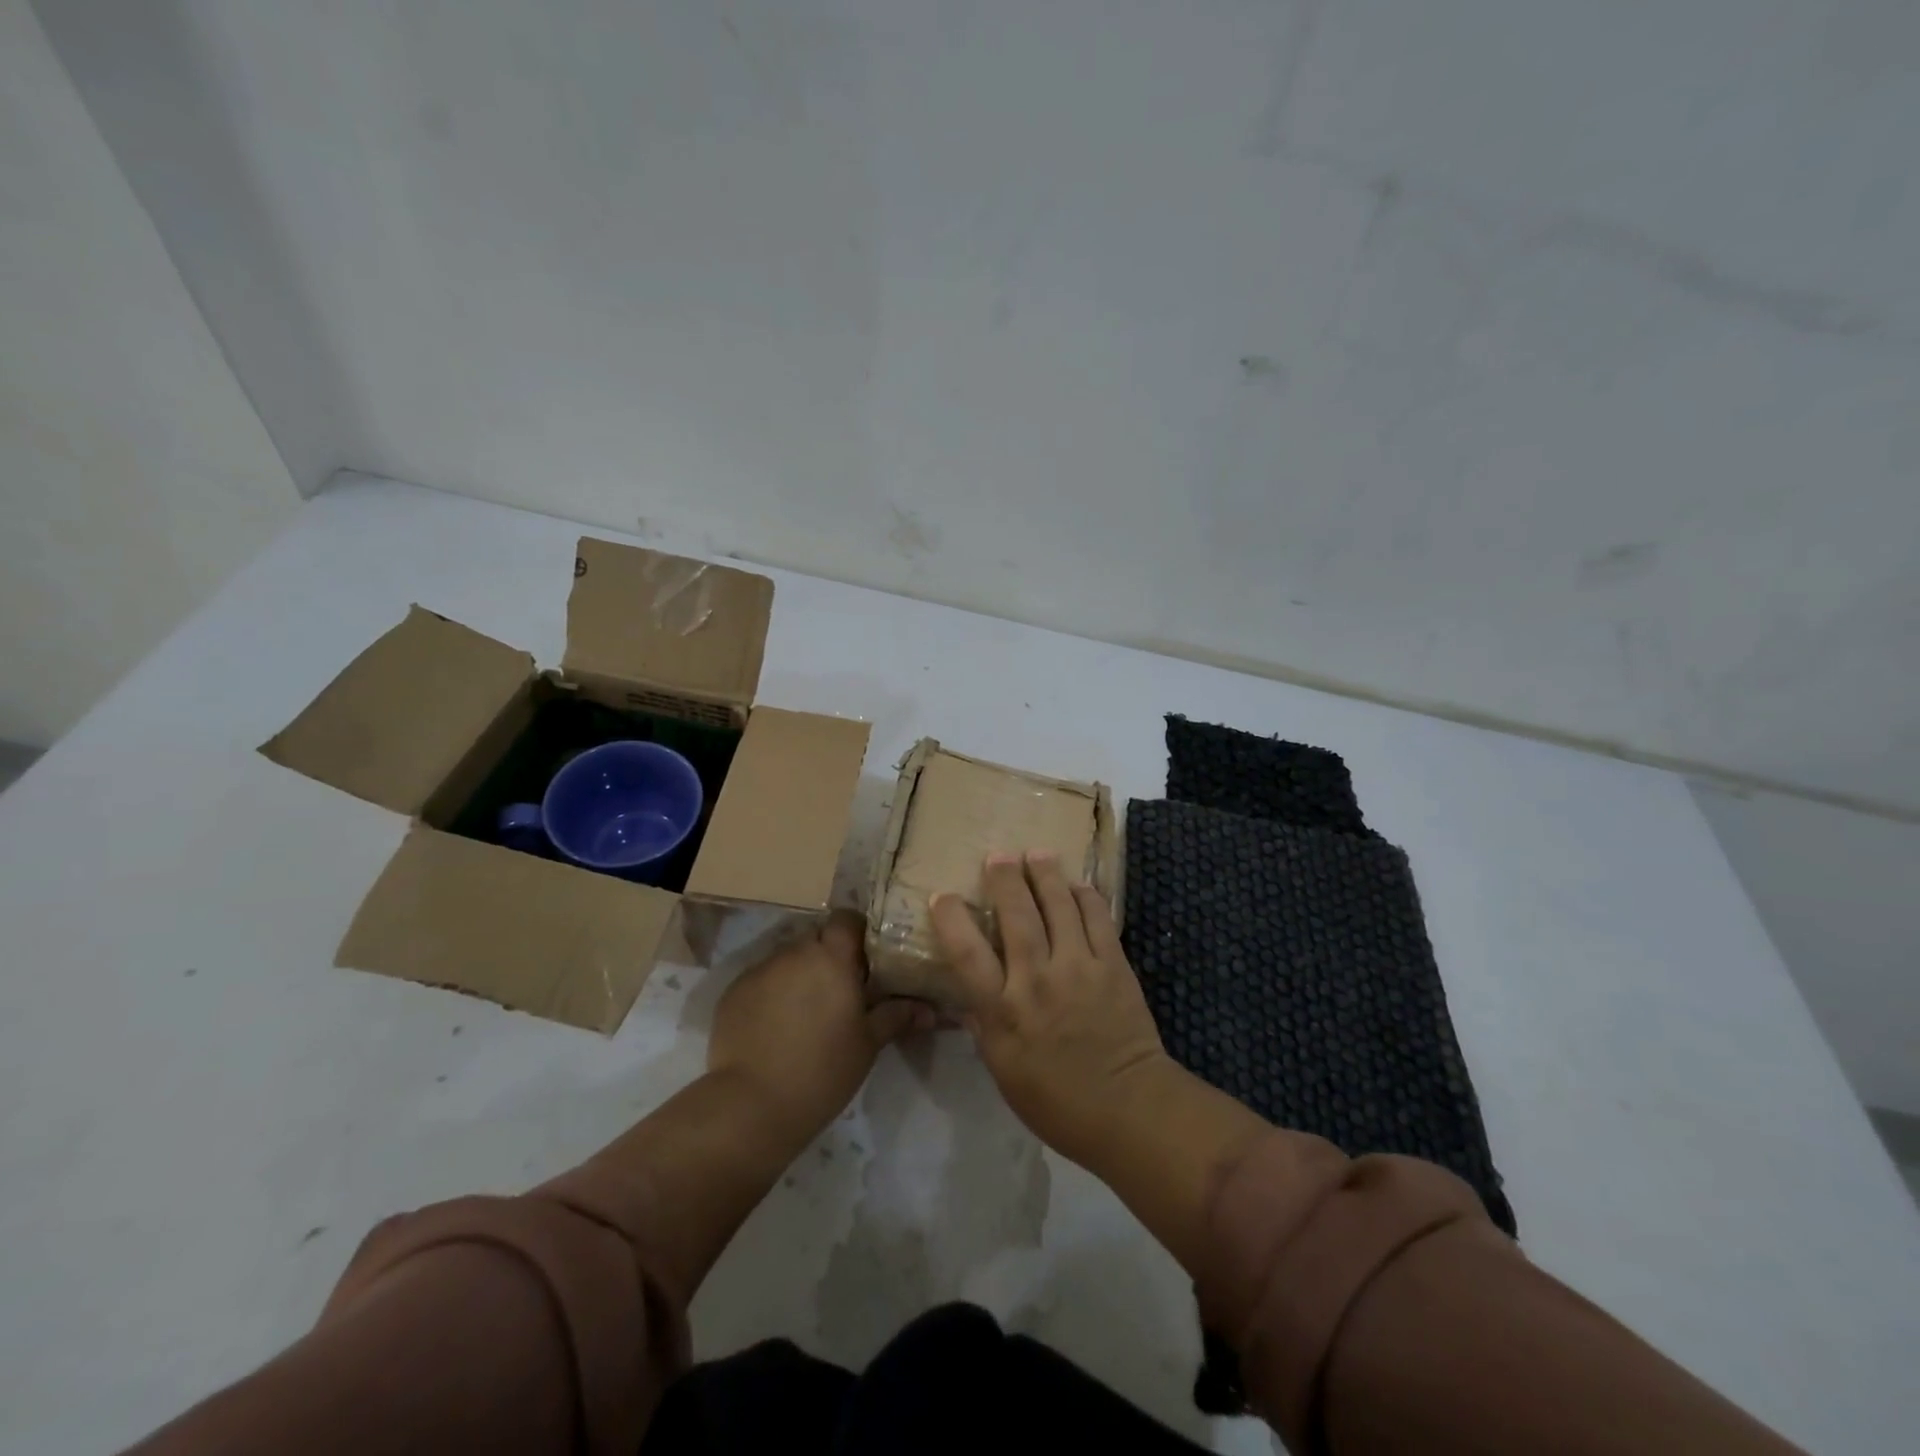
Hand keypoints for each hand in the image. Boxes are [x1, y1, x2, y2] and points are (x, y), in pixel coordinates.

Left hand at [707, 910, 932, 1145]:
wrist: (752, 1105)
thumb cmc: (823, 1070)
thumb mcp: (868, 1044)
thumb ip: (897, 1016)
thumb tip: (930, 1009)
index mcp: (831, 957)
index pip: (846, 918)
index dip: (857, 932)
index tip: (866, 958)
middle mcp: (794, 952)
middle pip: (816, 938)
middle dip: (829, 956)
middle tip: (841, 990)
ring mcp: (760, 970)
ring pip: (788, 958)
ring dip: (800, 974)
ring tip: (807, 1011)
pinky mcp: (733, 991)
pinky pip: (762, 980)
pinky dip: (773, 993)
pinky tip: (777, 1027)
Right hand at [930, 851, 1174, 1166]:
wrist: (1130, 1109)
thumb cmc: (1057, 1101)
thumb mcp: (1003, 1070)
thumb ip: (984, 1024)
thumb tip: (968, 993)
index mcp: (1004, 1011)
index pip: (967, 953)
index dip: (951, 918)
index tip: (942, 896)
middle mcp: (1037, 979)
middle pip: (1016, 915)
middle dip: (1004, 879)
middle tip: (997, 855)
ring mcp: (1079, 967)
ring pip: (1058, 905)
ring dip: (1045, 874)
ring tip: (1037, 853)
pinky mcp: (1114, 964)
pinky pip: (1097, 917)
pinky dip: (1086, 895)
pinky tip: (1078, 884)